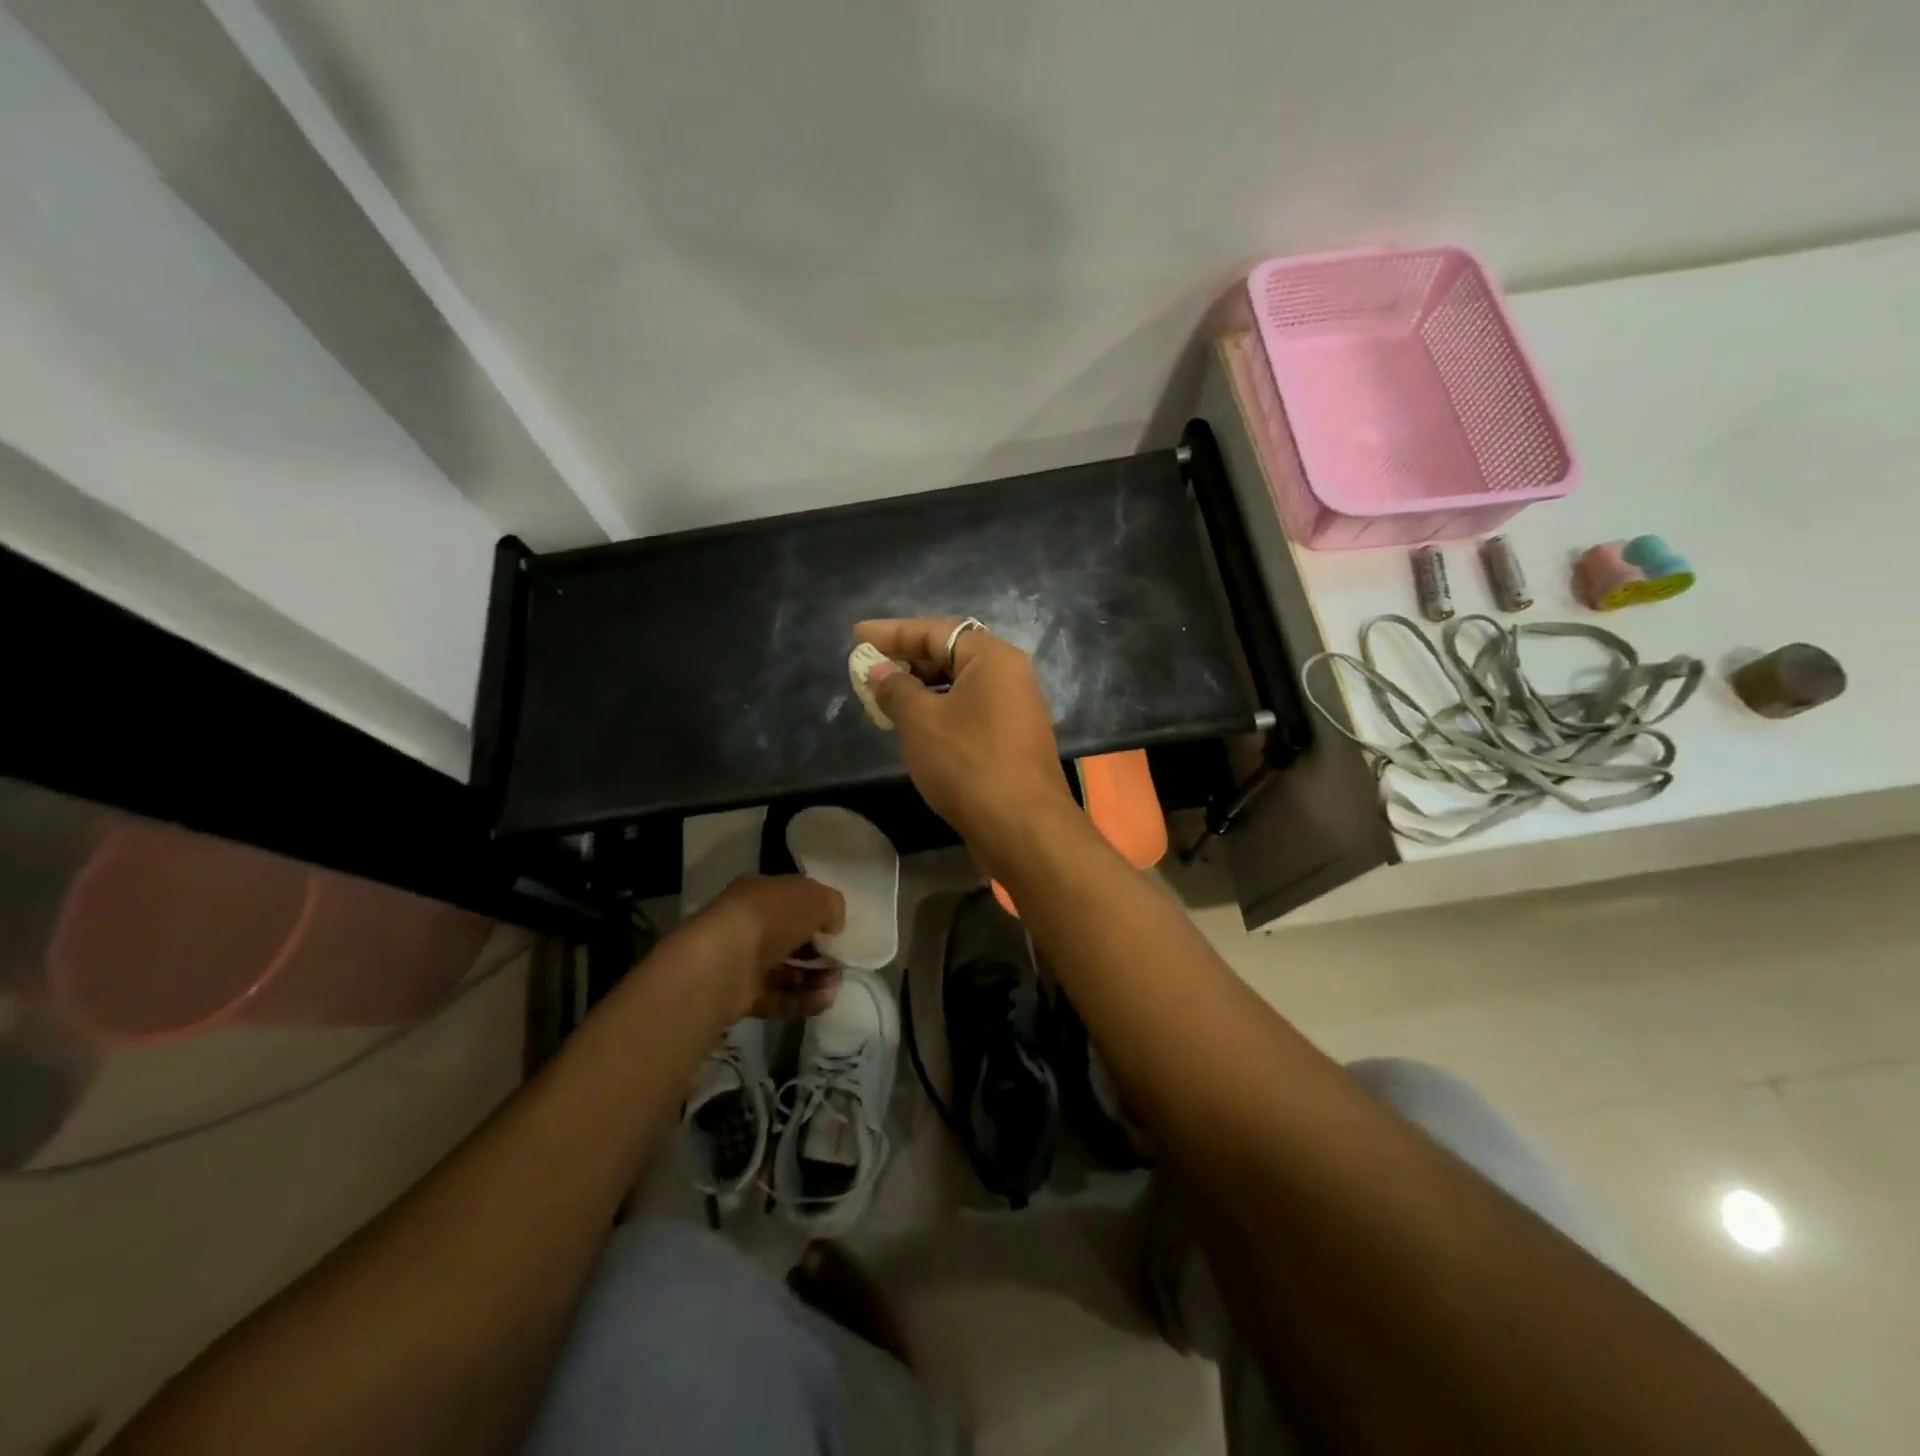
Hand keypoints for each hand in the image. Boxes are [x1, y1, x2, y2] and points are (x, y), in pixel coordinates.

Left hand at [680, 875, 845, 1019]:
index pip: (792, 899)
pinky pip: (779, 997)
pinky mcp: (741, 996)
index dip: (817, 912)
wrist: (723, 963)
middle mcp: (749, 925)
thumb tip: (832, 925)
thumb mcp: (814, 898)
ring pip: (786, 970)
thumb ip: (831, 906)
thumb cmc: (770, 917)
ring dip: (815, 977)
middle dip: (819, 950)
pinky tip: (826, 999)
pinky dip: (803, 999)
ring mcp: (743, 962)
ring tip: (837, 982)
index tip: (838, 929)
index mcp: (760, 893)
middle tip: (841, 960)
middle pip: (790, 938)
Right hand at [854, 617, 1076, 864]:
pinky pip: (970, 711)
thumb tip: (879, 669)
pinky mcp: (1013, 739)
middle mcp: (1010, 675)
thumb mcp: (920, 721)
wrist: (1022, 827)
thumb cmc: (967, 763)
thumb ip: (895, 688)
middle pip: (950, 654)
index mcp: (992, 658)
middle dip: (906, 661)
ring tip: (884, 699)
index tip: (856, 636)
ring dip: (921, 689)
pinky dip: (940, 711)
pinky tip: (915, 728)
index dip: (892, 632)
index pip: (935, 631)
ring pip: (960, 686)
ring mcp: (1016, 709)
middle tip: (868, 670)